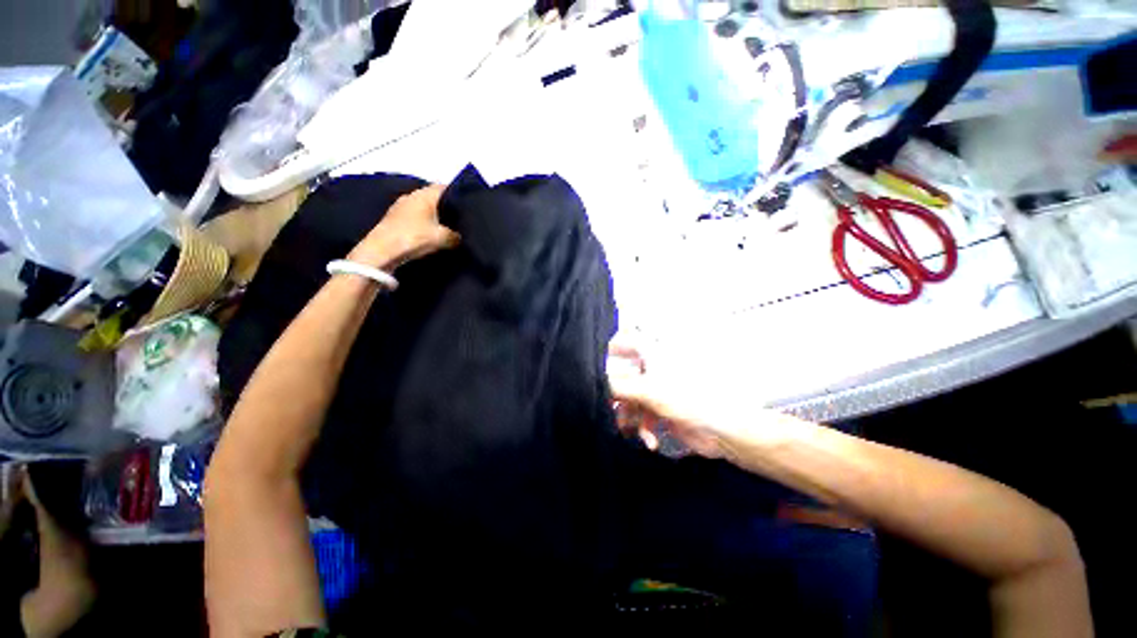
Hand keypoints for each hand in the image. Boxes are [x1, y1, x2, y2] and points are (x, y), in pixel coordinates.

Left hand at [348, 185, 460, 269]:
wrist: (382, 252)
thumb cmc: (414, 238)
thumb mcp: (444, 238)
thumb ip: (456, 235)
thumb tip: (460, 236)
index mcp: (424, 194)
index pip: (445, 187)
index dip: (458, 195)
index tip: (467, 205)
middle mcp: (411, 196)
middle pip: (434, 197)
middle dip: (446, 207)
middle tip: (460, 219)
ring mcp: (400, 207)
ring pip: (423, 207)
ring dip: (434, 216)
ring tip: (447, 228)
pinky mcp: (393, 219)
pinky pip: (415, 217)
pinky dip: (423, 223)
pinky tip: (430, 233)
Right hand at [608, 343, 742, 458]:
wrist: (721, 431)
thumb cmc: (687, 399)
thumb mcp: (647, 390)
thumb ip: (617, 386)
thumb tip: (596, 382)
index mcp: (651, 355)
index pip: (624, 342)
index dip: (608, 351)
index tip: (594, 366)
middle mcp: (652, 369)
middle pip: (623, 377)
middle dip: (616, 396)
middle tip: (605, 407)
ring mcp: (656, 390)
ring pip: (630, 399)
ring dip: (629, 417)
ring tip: (630, 430)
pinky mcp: (660, 409)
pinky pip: (642, 415)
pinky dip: (643, 428)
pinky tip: (650, 440)